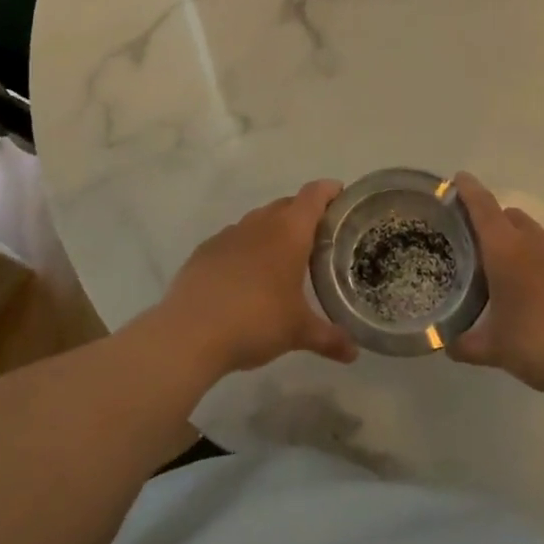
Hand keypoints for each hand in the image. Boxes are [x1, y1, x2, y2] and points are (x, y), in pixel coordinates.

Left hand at [155, 180, 357, 377]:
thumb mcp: (298, 332)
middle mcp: (260, 224)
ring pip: (258, 221)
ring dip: (273, 230)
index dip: (329, 190)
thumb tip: (354, 353)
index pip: (314, 195)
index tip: (341, 194)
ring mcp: (229, 235)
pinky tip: (246, 276)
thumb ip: (329, 338)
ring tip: (283, 257)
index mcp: (289, 232)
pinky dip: (246, 248)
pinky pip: (234, 240)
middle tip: (319, 236)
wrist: (189, 333)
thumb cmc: (255, 321)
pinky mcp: (205, 250)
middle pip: (287, 204)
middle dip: (304, 213)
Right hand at [448, 173, 543, 394]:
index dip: (469, 190)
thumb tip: (447, 344)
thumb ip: (464, 344)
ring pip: (532, 233)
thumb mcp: (493, 348)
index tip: (458, 178)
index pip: (483, 208)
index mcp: (505, 250)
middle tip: (471, 239)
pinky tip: (530, 289)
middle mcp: (533, 243)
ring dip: (514, 239)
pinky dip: (535, 260)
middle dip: (490, 219)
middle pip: (508, 215)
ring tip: (500, 267)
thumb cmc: (538, 342)